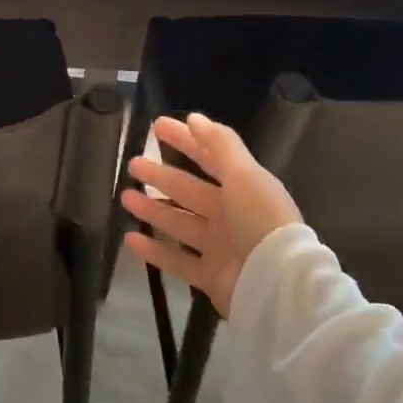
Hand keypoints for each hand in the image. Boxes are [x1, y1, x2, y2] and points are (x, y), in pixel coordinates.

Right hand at [120, 112, 300, 316]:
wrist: (276, 284)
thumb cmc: (260, 221)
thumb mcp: (244, 174)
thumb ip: (219, 145)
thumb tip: (193, 118)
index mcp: (243, 188)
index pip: (209, 157)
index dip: (185, 140)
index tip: (156, 126)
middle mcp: (230, 215)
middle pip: (189, 190)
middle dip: (161, 176)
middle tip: (133, 164)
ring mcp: (219, 247)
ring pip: (179, 223)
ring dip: (153, 210)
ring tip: (126, 198)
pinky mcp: (209, 277)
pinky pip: (176, 260)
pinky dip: (154, 250)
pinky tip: (131, 238)